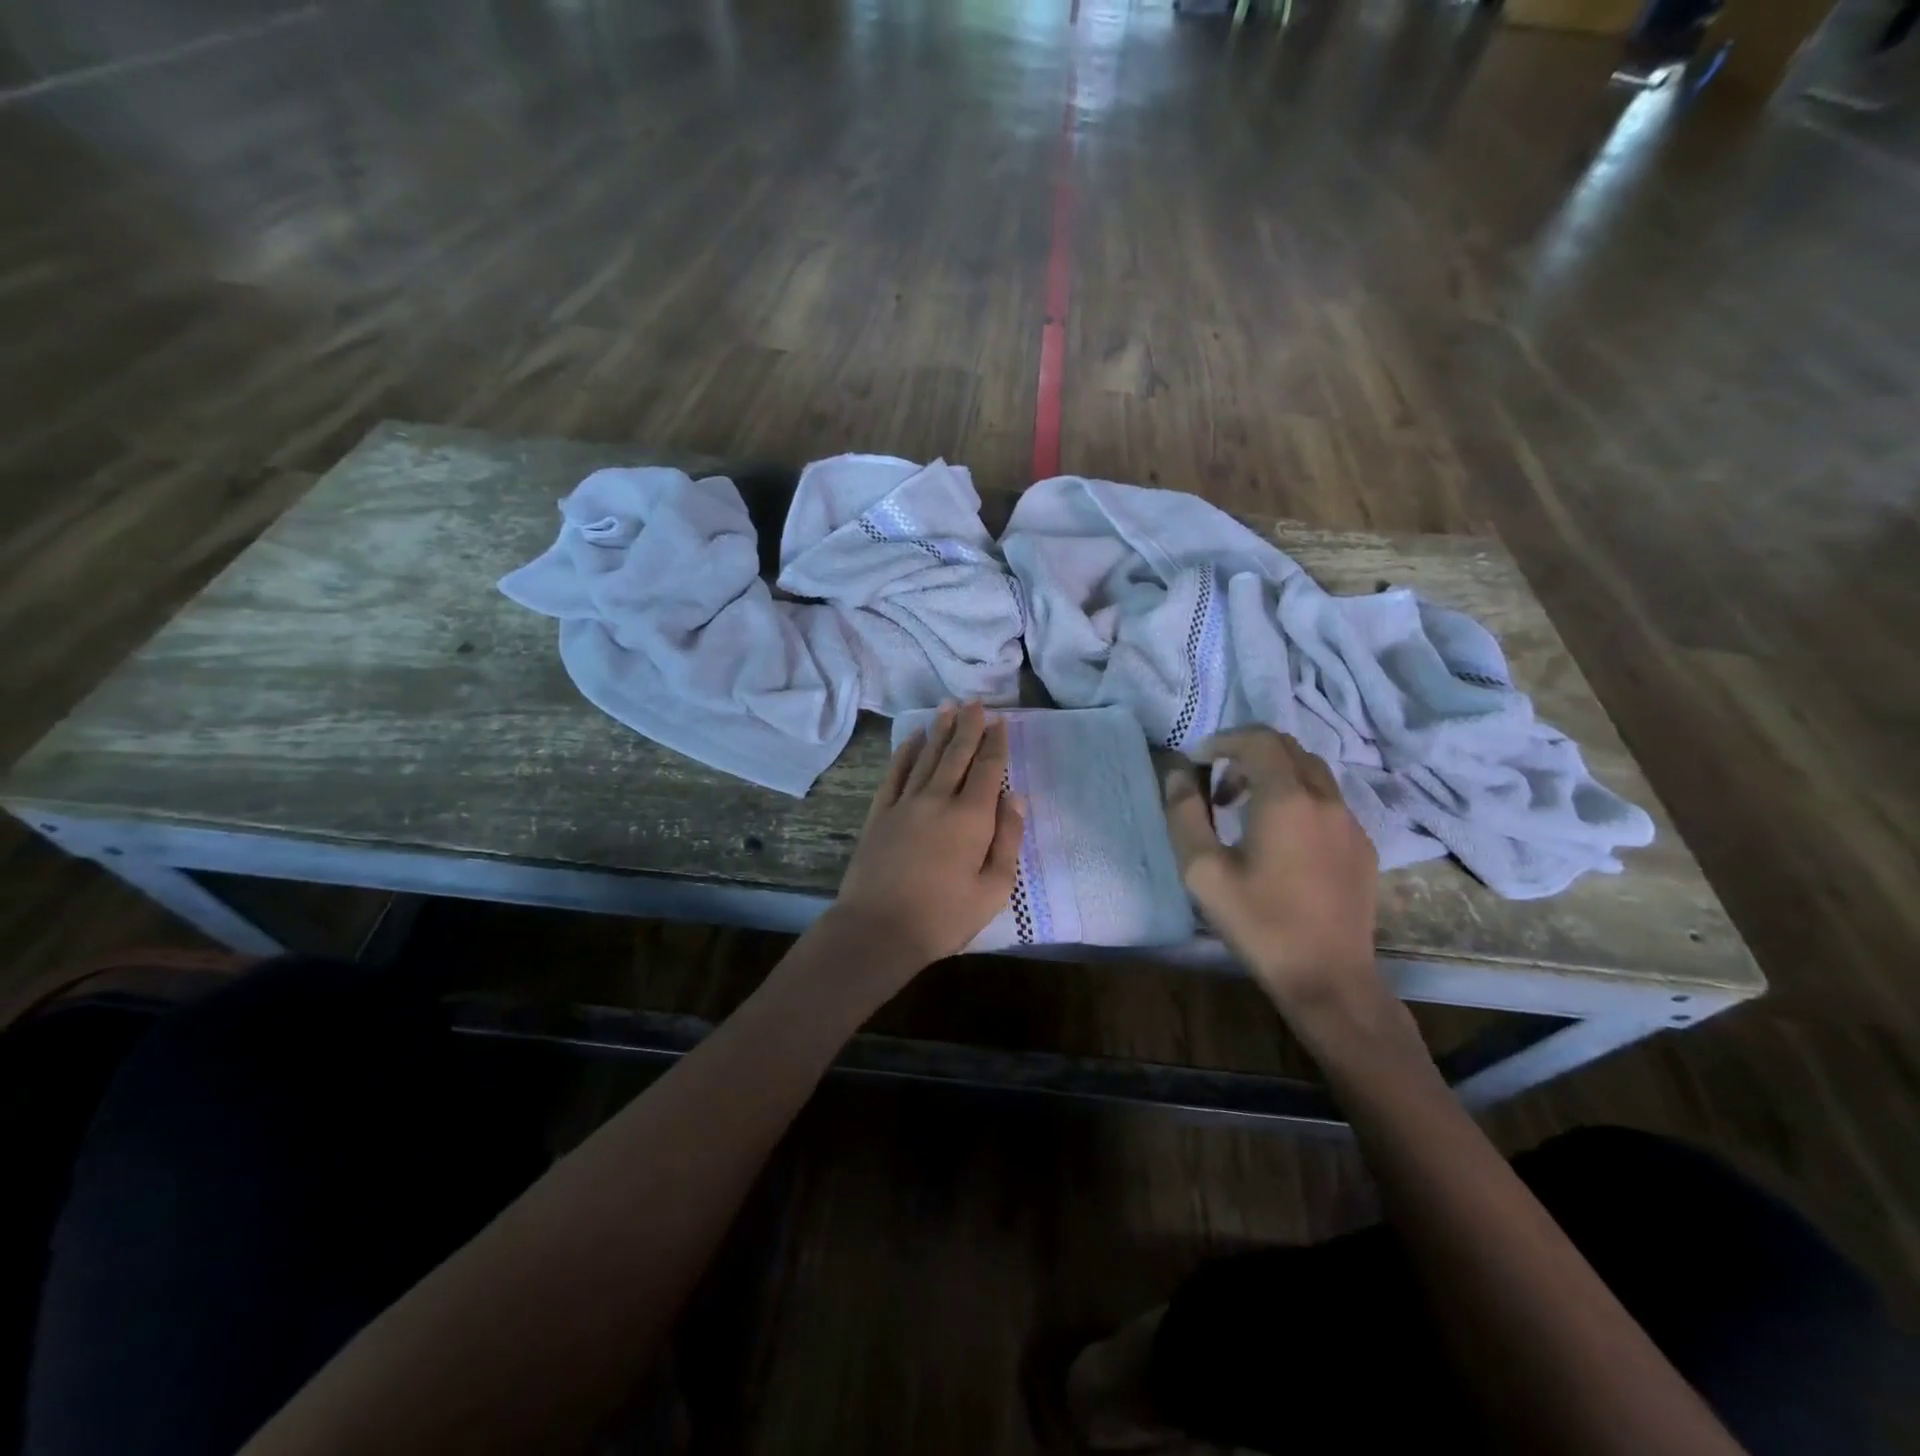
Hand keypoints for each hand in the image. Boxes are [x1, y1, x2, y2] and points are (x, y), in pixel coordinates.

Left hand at [828, 701, 1025, 974]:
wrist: (878, 929)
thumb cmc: (944, 917)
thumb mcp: (994, 889)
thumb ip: (1008, 839)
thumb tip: (1015, 796)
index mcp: (971, 817)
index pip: (987, 769)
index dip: (995, 743)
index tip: (1000, 721)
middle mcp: (938, 799)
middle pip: (956, 753)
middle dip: (969, 726)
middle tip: (976, 702)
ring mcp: (905, 803)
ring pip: (927, 756)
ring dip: (940, 729)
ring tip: (949, 706)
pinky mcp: (880, 813)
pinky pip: (896, 772)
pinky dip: (906, 752)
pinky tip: (914, 737)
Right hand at [1164, 727, 1378, 1010]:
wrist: (1328, 979)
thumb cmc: (1260, 923)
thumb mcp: (1203, 871)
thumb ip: (1185, 814)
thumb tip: (1179, 774)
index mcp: (1287, 799)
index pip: (1258, 740)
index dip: (1224, 741)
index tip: (1199, 762)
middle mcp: (1326, 799)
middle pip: (1288, 748)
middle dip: (1248, 755)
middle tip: (1218, 789)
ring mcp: (1351, 822)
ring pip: (1312, 772)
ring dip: (1275, 775)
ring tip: (1246, 811)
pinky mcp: (1363, 847)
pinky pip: (1329, 801)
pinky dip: (1299, 798)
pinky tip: (1281, 840)